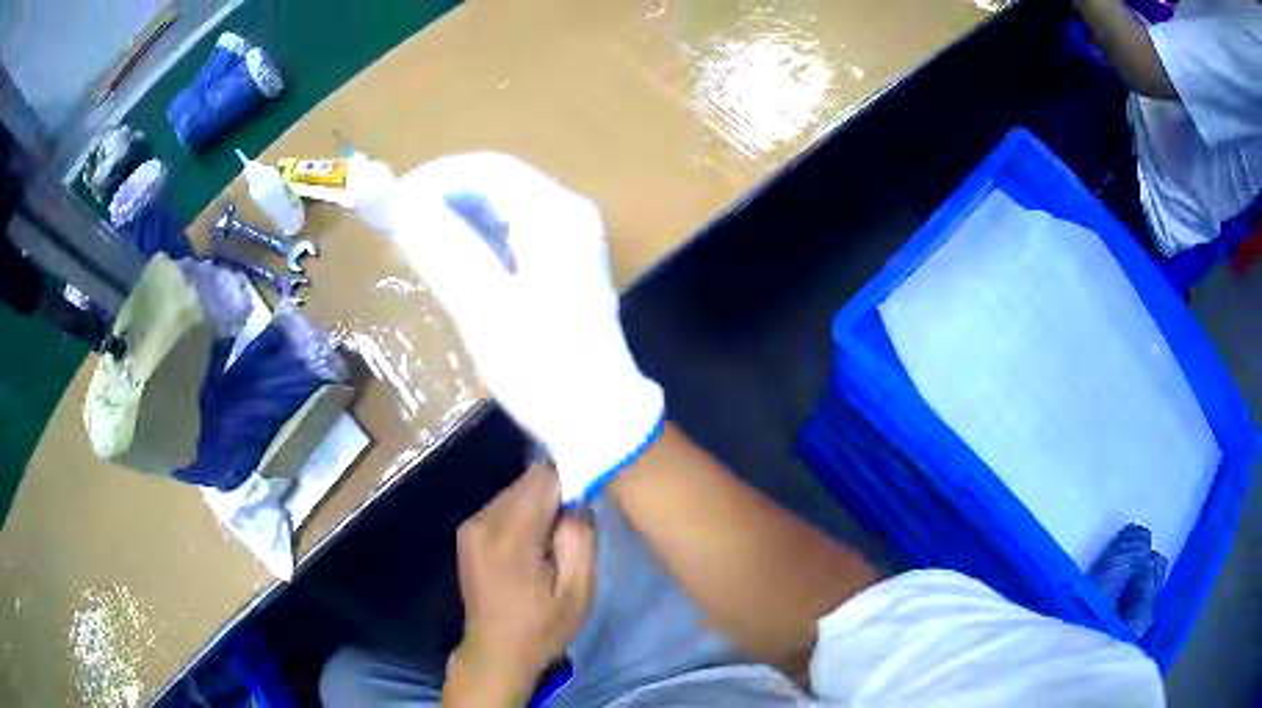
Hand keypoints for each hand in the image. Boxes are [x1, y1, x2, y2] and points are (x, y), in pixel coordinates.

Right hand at [354, 152, 664, 501]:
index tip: (390, 208)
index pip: (485, 168)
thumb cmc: (541, 367)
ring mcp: (569, 241)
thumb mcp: (482, 305)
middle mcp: (567, 215)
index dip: (432, 180)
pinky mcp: (562, 268)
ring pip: (500, 210)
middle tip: (398, 230)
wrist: (598, 422)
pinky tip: (451, 265)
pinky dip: (474, 242)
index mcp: (555, 213)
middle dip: (442, 199)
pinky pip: (509, 236)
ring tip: (415, 247)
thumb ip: (435, 243)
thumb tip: (385, 190)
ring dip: (455, 220)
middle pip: (494, 185)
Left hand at [445, 465, 595, 705]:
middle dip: (555, 494)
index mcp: (510, 537)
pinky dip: (524, 513)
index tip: (588, 501)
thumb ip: (580, 539)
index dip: (571, 481)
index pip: (543, 478)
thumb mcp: (578, 592)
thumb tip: (579, 498)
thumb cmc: (543, 627)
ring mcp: (471, 525)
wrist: (496, 651)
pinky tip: (532, 544)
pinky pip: (503, 504)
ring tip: (553, 540)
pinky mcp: (468, 531)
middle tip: (572, 528)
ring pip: (516, 490)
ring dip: (539, 505)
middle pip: (528, 481)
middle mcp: (483, 521)